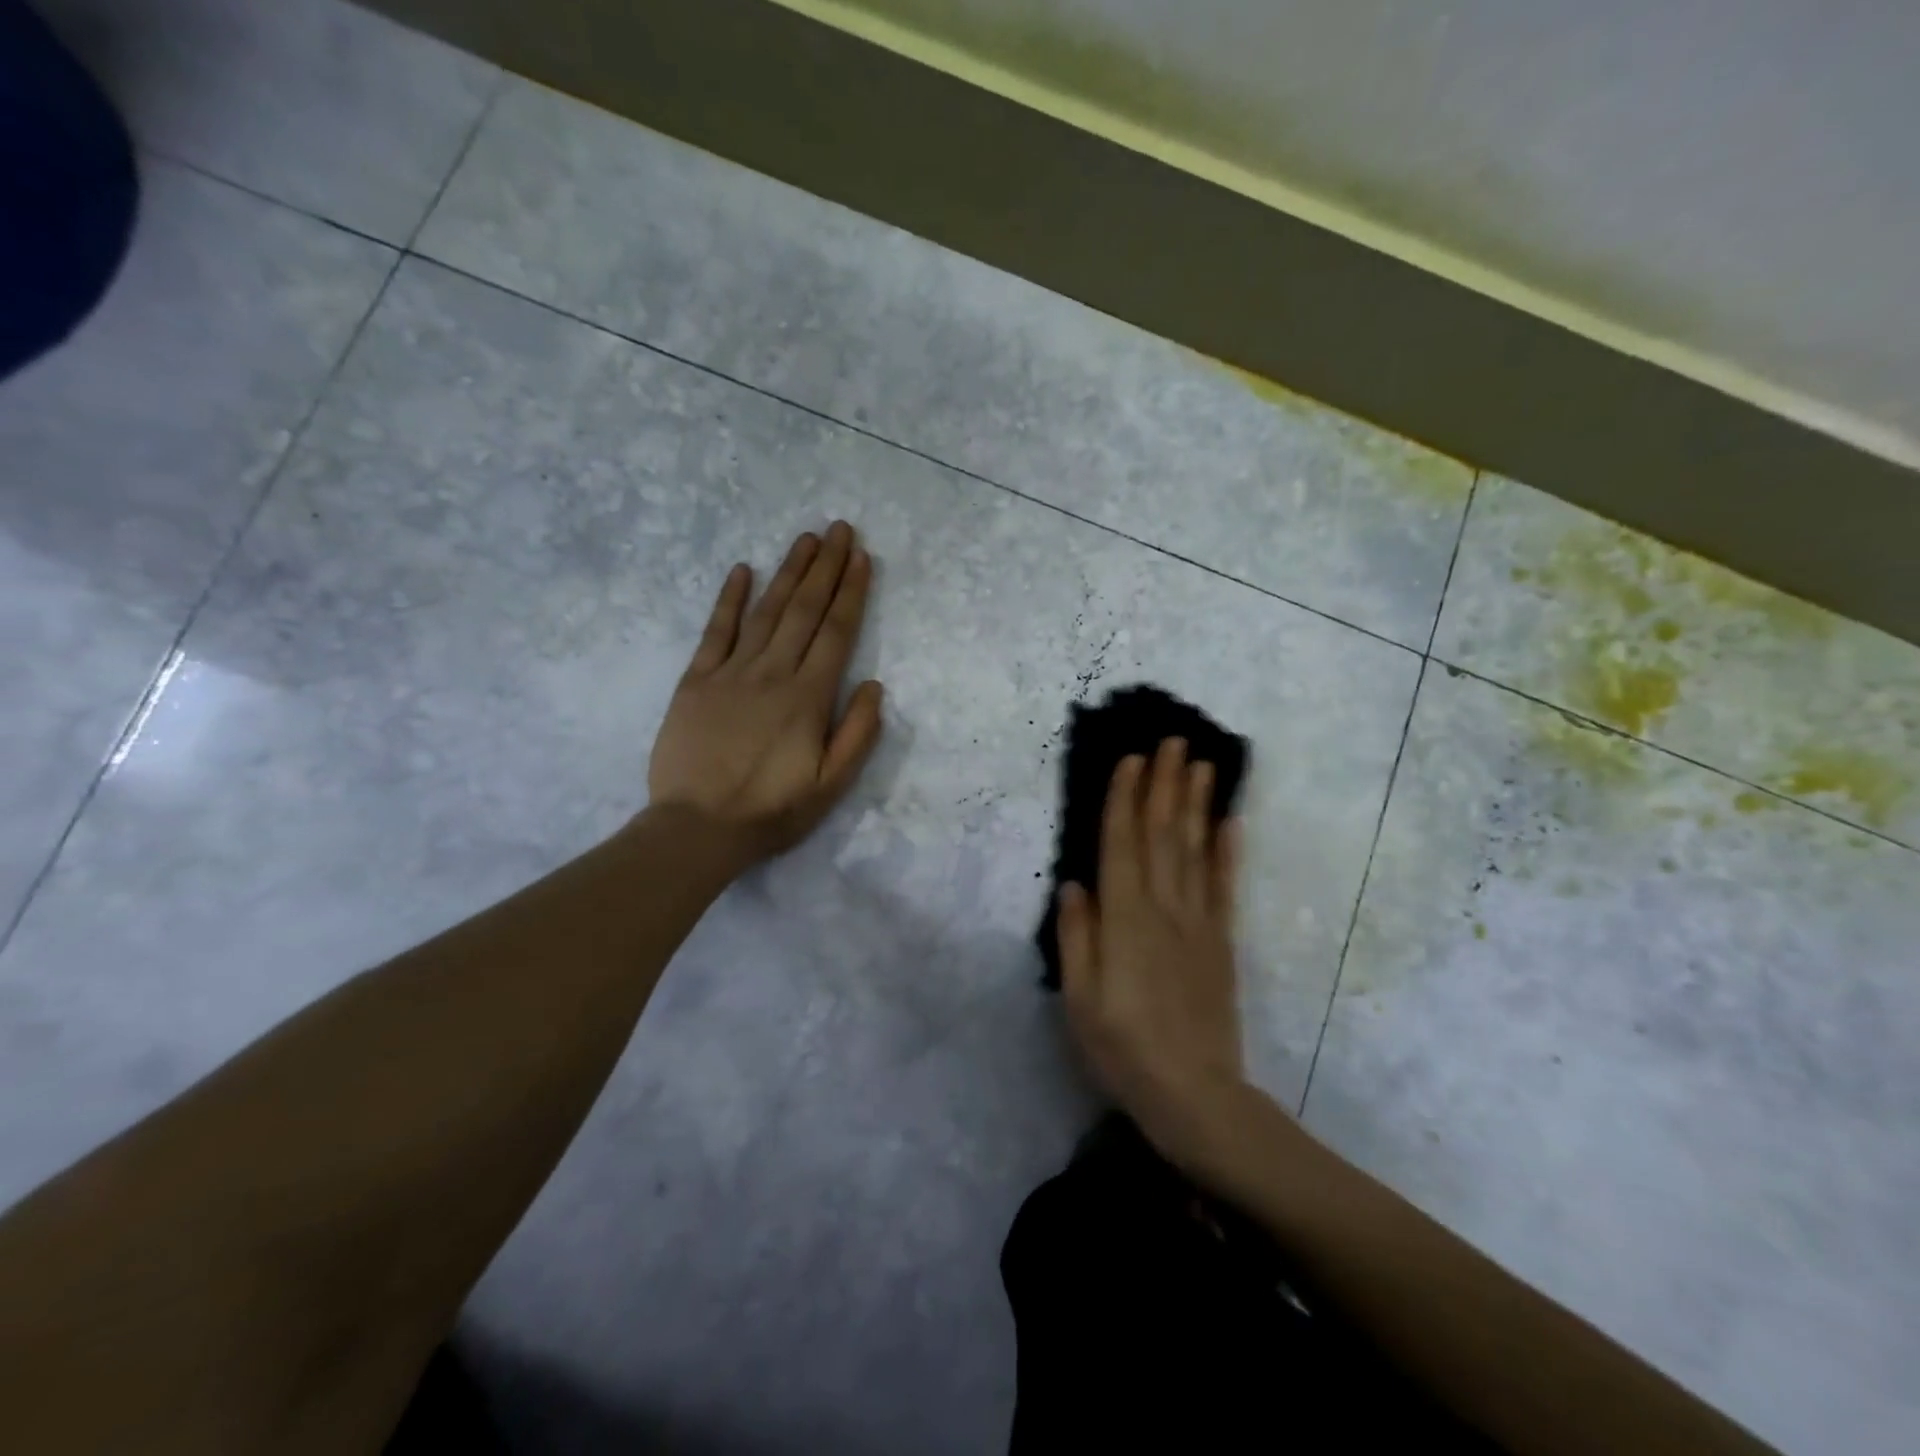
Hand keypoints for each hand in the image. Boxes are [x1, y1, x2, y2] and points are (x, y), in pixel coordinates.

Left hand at [647, 522, 883, 865]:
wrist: (697, 828)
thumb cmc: (771, 811)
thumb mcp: (830, 786)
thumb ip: (857, 734)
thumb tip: (875, 686)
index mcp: (808, 698)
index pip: (837, 633)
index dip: (851, 592)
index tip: (862, 557)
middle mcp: (773, 673)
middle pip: (804, 611)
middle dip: (825, 567)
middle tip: (839, 529)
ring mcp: (731, 672)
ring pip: (766, 612)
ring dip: (788, 572)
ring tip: (805, 539)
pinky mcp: (696, 680)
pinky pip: (716, 631)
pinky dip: (729, 599)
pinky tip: (742, 570)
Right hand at [1057, 738, 1250, 1169]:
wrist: (1195, 1094)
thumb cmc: (1122, 1047)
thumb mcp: (1079, 999)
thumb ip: (1077, 937)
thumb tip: (1074, 883)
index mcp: (1124, 920)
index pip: (1122, 845)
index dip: (1125, 799)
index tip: (1131, 759)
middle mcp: (1163, 909)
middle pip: (1163, 834)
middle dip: (1165, 784)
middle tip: (1172, 740)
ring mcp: (1199, 923)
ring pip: (1197, 849)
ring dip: (1197, 803)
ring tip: (1201, 763)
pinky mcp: (1221, 942)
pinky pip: (1225, 886)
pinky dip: (1229, 851)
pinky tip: (1232, 822)